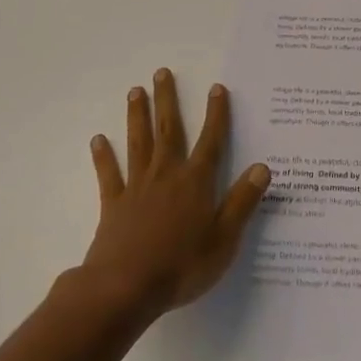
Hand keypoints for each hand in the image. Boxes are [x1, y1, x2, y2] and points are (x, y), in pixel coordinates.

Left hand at [80, 69, 271, 320]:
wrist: (125, 287)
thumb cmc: (181, 265)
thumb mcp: (224, 239)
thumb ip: (242, 202)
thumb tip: (263, 167)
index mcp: (195, 182)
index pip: (211, 141)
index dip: (216, 114)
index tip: (216, 88)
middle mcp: (166, 175)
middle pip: (169, 130)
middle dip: (168, 100)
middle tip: (162, 72)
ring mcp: (137, 187)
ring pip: (139, 143)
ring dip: (138, 116)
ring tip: (135, 91)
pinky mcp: (113, 204)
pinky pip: (108, 174)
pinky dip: (103, 156)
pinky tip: (98, 139)